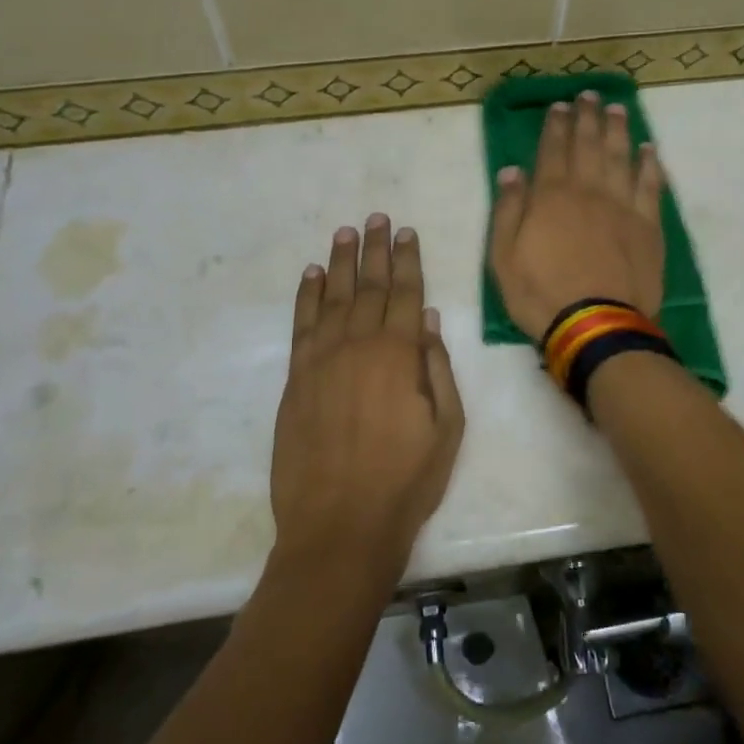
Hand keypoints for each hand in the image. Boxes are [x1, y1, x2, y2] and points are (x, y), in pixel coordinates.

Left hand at [270, 215, 465, 579]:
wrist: (340, 526)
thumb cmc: (406, 481)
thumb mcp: (447, 428)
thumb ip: (437, 368)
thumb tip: (429, 319)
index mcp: (399, 354)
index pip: (405, 293)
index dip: (407, 260)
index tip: (405, 231)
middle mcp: (359, 345)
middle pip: (369, 286)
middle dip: (375, 250)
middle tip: (376, 217)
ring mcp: (322, 360)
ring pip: (333, 297)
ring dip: (340, 262)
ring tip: (345, 232)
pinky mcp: (296, 379)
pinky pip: (302, 325)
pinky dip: (306, 296)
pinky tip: (311, 275)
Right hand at [489, 90, 665, 341]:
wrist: (596, 325)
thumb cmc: (541, 294)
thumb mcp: (504, 256)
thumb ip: (508, 210)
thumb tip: (512, 171)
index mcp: (552, 196)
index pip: (553, 150)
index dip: (556, 125)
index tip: (560, 106)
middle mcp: (589, 191)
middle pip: (589, 145)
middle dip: (588, 117)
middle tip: (589, 95)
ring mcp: (623, 207)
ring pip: (621, 157)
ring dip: (619, 130)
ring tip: (617, 108)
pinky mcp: (648, 226)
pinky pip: (651, 186)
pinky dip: (650, 165)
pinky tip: (650, 150)